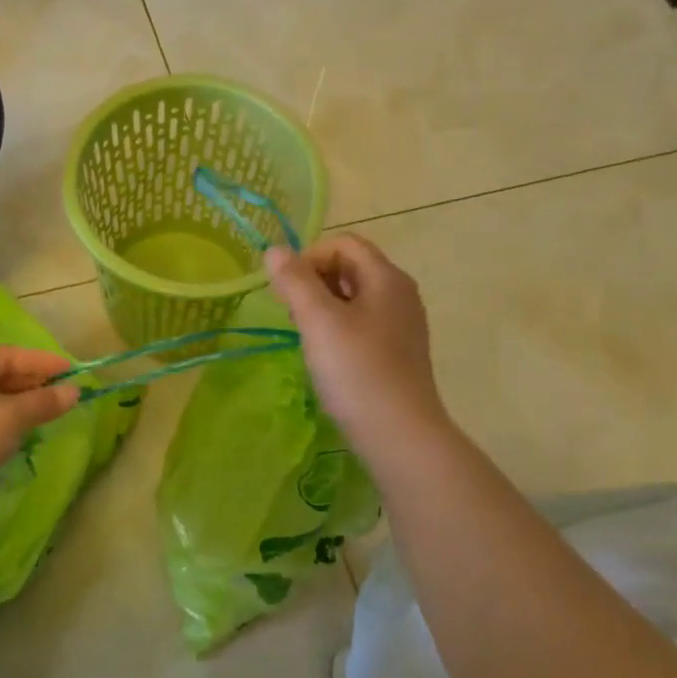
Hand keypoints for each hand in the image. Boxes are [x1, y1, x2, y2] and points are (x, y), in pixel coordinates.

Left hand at [0, 346, 79, 477]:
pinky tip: (17, 435)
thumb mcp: (11, 416)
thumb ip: (43, 402)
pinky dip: (3, 424)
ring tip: (44, 414)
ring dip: (18, 405)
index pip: (7, 354)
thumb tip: (74, 391)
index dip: (40, 361)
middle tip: (60, 393)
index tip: (70, 371)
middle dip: (30, 382)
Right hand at [265, 235, 449, 457]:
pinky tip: (327, 357)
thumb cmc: (357, 371)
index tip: (287, 291)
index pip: (344, 243)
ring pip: (355, 298)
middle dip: (314, 281)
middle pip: (351, 267)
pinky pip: (362, 325)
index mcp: (387, 278)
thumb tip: (274, 250)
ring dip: (323, 307)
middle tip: (292, 314)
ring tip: (306, 336)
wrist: (399, 434)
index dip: (309, 257)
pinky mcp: (397, 353)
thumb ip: (294, 281)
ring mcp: (402, 325)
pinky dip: (338, 329)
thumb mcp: (319, 321)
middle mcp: (400, 294)